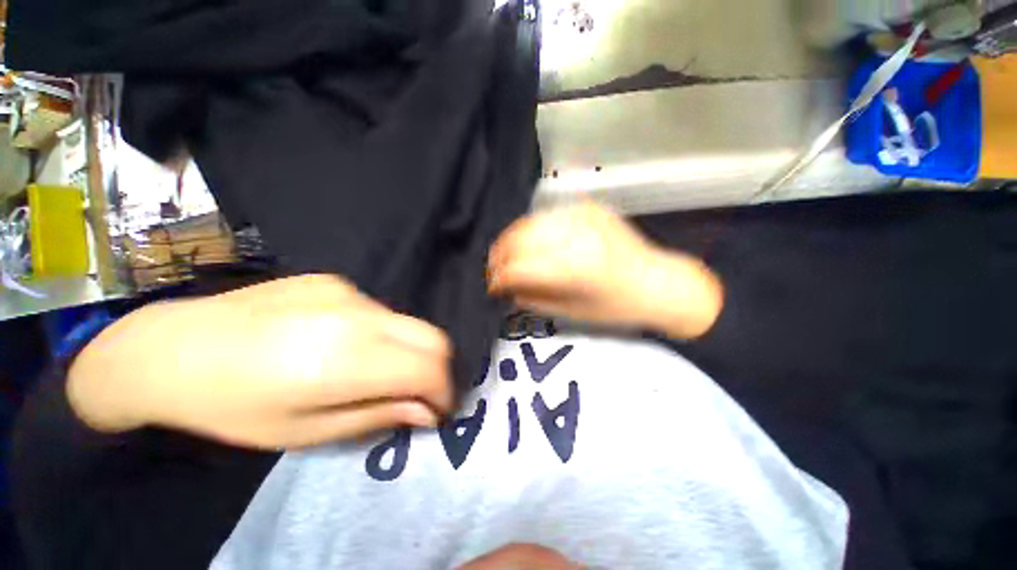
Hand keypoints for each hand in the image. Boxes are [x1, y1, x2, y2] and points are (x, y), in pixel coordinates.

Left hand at [68, 275, 452, 448]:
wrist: (170, 347)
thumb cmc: (231, 406)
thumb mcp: (305, 431)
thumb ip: (377, 415)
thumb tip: (426, 413)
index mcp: (346, 358)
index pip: (428, 367)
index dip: (443, 391)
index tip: (437, 410)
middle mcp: (358, 315)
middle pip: (431, 336)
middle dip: (437, 368)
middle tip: (421, 394)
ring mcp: (348, 291)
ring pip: (406, 324)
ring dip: (405, 352)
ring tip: (374, 372)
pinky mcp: (335, 281)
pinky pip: (379, 312)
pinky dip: (381, 335)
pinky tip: (343, 345)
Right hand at [488, 202, 722, 338]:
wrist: (659, 282)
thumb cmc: (616, 307)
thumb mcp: (571, 313)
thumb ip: (532, 298)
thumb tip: (506, 287)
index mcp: (574, 268)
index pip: (518, 267)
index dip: (498, 277)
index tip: (491, 287)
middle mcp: (576, 235)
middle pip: (519, 239)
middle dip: (499, 256)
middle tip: (493, 270)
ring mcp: (583, 215)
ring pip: (529, 222)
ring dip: (511, 240)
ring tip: (505, 255)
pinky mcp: (588, 207)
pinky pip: (548, 216)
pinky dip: (532, 229)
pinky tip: (530, 242)